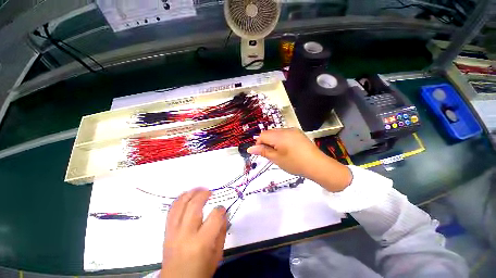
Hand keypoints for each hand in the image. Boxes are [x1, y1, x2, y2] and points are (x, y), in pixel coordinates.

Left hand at [162, 188, 226, 277]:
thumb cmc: (201, 271)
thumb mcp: (217, 254)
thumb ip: (222, 232)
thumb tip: (223, 214)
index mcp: (202, 242)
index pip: (215, 216)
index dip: (221, 210)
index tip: (222, 209)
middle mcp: (186, 234)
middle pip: (194, 206)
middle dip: (204, 194)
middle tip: (210, 191)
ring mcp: (174, 232)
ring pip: (181, 205)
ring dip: (191, 193)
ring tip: (199, 189)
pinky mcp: (167, 232)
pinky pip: (171, 211)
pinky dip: (179, 200)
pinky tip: (186, 195)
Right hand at [247, 128, 351, 191]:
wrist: (317, 165)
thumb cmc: (294, 163)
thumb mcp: (276, 159)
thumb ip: (263, 151)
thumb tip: (250, 149)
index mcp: (279, 135)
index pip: (262, 135)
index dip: (259, 143)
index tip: (262, 153)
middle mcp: (285, 130)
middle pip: (269, 133)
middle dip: (266, 142)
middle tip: (270, 154)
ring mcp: (293, 130)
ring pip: (277, 133)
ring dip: (273, 141)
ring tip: (279, 152)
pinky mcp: (298, 133)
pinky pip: (285, 134)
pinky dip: (281, 139)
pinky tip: (287, 149)